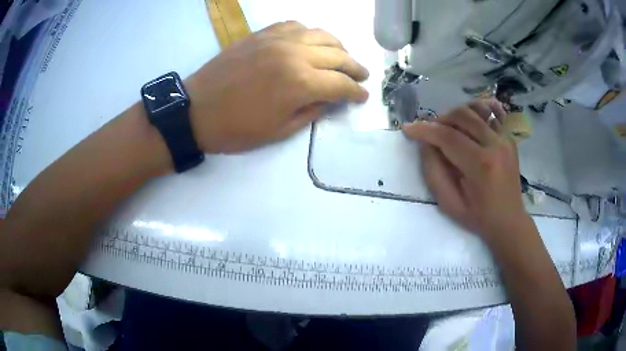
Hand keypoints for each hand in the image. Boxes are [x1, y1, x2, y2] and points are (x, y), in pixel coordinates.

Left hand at [185, 21, 368, 152]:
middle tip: (362, 76)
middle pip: (338, 55)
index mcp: (300, 83)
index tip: (363, 97)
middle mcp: (294, 54)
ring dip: (338, 46)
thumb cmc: (235, 129)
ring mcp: (277, 39)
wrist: (196, 110)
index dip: (356, 92)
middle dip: (355, 68)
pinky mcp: (262, 34)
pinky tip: (310, 42)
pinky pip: (294, 25)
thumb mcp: (279, 131)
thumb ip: (311, 112)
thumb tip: (331, 100)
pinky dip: (309, 33)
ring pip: (321, 34)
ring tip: (342, 57)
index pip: (341, 84)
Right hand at [402, 100, 530, 243]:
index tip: (408, 128)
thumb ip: (434, 172)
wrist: (509, 220)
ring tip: (448, 128)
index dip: (425, 130)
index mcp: (481, 165)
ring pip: (475, 110)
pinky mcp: (509, 138)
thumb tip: (426, 144)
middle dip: (440, 120)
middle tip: (431, 132)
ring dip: (456, 114)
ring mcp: (505, 139)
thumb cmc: (478, 217)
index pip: (448, 137)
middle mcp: (495, 145)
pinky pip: (491, 114)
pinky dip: (476, 112)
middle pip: (462, 116)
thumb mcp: (449, 203)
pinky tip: (468, 120)